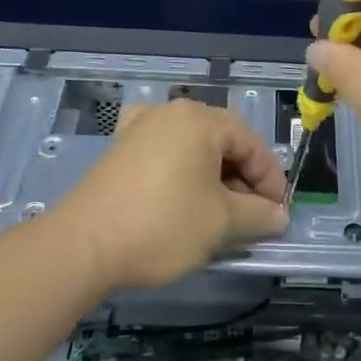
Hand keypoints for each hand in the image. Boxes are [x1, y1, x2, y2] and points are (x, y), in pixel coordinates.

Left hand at [53, 100, 288, 292]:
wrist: (82, 247)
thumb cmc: (162, 226)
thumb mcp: (221, 223)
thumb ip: (258, 215)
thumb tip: (278, 216)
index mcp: (201, 120)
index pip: (252, 145)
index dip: (271, 181)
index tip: (277, 215)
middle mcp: (171, 113)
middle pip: (223, 142)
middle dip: (243, 180)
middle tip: (251, 217)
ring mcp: (140, 127)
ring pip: (194, 148)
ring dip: (214, 178)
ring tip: (219, 213)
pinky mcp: (120, 149)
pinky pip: (163, 150)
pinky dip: (180, 168)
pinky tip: (179, 185)